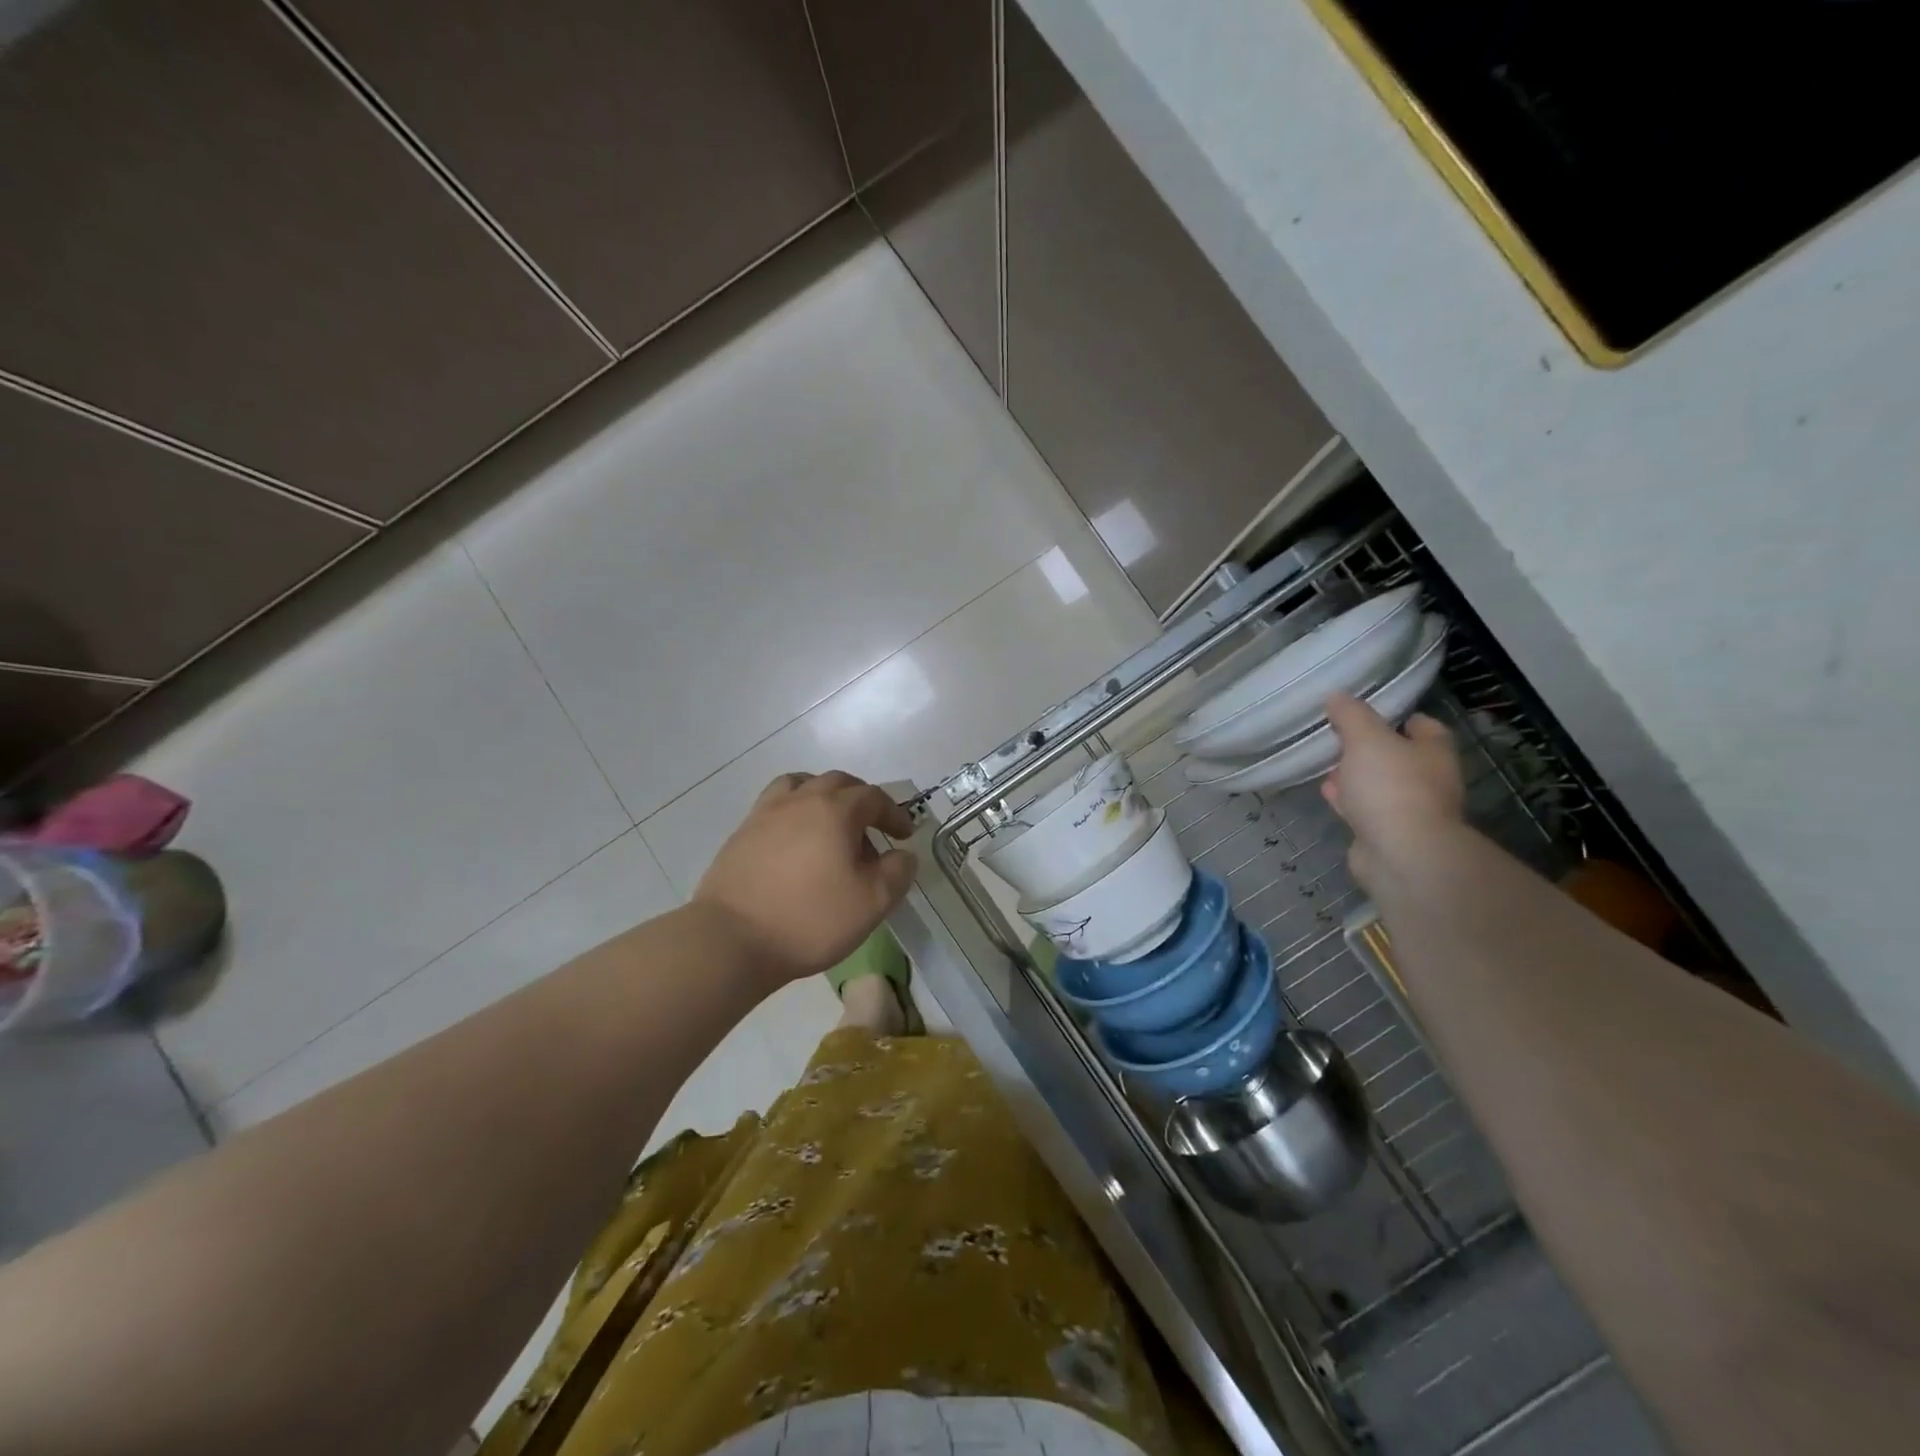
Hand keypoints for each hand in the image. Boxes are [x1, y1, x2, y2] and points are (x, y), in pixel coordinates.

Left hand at [694, 771, 917, 985]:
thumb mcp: (872, 902)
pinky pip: (775, 807)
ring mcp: (765, 814)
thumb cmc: (810, 919)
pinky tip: (796, 844)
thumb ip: (897, 872)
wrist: (731, 939)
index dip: (894, 813)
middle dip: (860, 799)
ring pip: (800, 786)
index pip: (874, 797)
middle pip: (837, 782)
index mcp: (835, 809)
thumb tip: (903, 854)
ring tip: (830, 824)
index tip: (904, 835)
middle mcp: (800, 800)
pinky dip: (794, 814)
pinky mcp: (741, 834)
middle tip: (871, 827)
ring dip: (822, 797)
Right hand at [1321, 694, 1464, 890]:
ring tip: (1327, 764)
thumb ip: (1351, 715)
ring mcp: (1410, 810)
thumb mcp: (1366, 739)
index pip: (1423, 726)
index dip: (1398, 717)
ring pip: (1380, 785)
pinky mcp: (1388, 835)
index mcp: (1434, 752)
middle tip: (1339, 738)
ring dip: (1356, 776)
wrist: (1401, 854)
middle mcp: (1429, 780)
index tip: (1367, 712)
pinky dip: (1349, 800)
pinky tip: (1328, 793)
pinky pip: (1366, 810)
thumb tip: (1336, 695)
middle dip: (1370, 749)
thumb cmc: (1391, 786)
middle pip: (1399, 756)